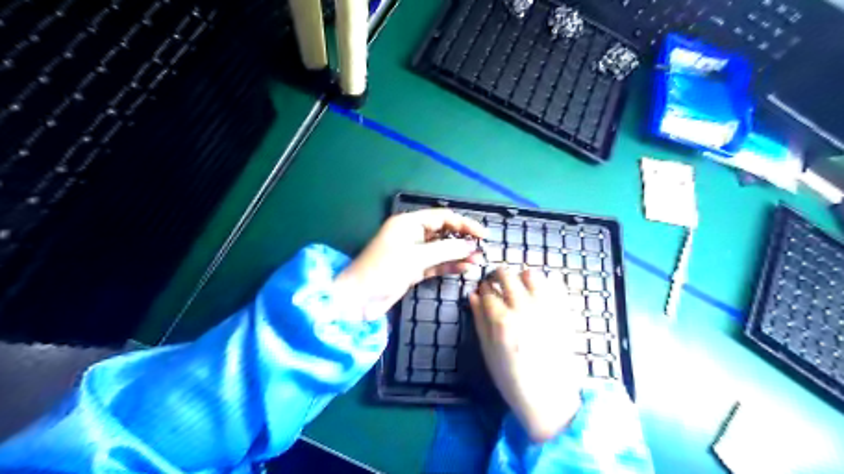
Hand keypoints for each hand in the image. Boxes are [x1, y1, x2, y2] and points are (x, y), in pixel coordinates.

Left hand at [334, 209, 483, 319]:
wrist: (358, 299)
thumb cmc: (384, 270)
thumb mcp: (416, 257)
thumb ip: (445, 250)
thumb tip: (471, 246)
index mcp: (409, 223)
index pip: (442, 217)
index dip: (464, 224)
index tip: (483, 234)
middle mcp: (412, 235)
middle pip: (443, 232)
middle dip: (462, 240)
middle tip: (482, 250)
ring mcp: (413, 253)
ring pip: (441, 250)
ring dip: (458, 254)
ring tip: (478, 261)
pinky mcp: (413, 269)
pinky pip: (436, 264)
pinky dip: (449, 266)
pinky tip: (465, 269)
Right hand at [468, 269, 588, 441]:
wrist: (549, 396)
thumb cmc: (511, 377)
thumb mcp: (488, 351)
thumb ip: (479, 320)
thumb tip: (473, 295)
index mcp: (502, 321)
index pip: (488, 291)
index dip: (483, 288)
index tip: (483, 289)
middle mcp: (524, 309)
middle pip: (507, 276)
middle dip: (498, 275)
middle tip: (497, 282)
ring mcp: (546, 309)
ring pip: (531, 275)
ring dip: (520, 276)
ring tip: (518, 286)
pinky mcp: (563, 313)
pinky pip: (554, 286)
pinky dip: (543, 284)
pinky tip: (537, 293)